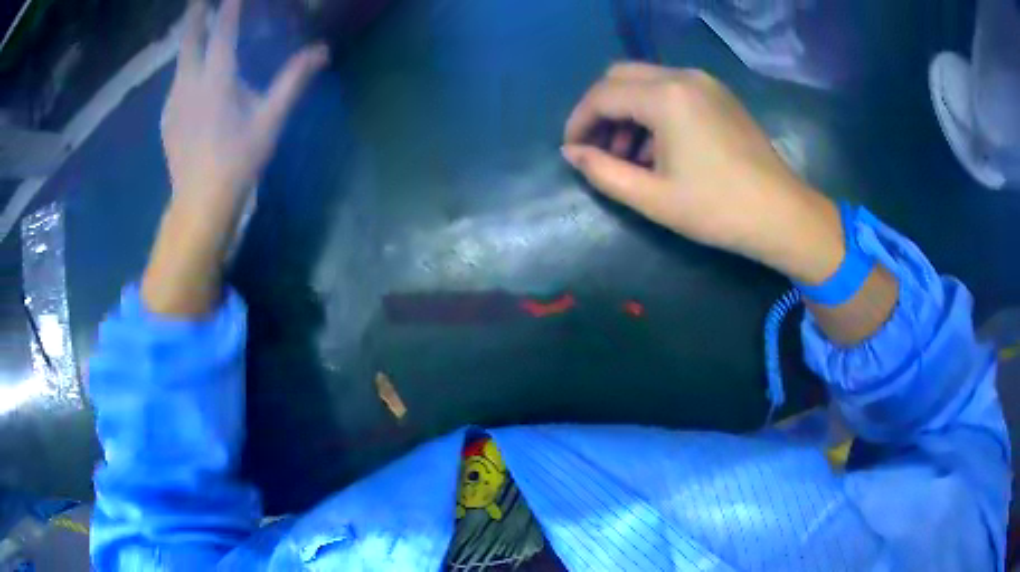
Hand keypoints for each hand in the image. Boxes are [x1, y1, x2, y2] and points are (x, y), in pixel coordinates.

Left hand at [162, 0, 328, 220]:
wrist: (199, 203)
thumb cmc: (238, 161)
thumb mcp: (270, 120)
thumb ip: (293, 81)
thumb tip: (322, 50)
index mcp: (216, 81)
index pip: (223, 32)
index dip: (229, 7)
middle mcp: (189, 84)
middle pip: (189, 39)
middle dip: (195, 14)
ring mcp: (173, 101)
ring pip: (181, 61)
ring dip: (190, 40)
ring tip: (198, 27)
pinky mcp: (167, 117)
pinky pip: (177, 83)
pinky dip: (186, 69)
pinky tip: (193, 76)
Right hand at [562, 63, 843, 283]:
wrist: (782, 215)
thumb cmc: (718, 209)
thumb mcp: (652, 197)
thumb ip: (603, 172)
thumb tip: (572, 154)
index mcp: (665, 97)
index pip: (603, 95)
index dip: (579, 121)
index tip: (571, 150)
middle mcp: (683, 76)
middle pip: (621, 77)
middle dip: (601, 110)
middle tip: (597, 148)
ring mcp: (705, 83)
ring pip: (647, 81)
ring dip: (627, 110)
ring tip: (627, 155)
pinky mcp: (719, 95)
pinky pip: (672, 90)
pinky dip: (653, 110)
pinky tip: (658, 147)